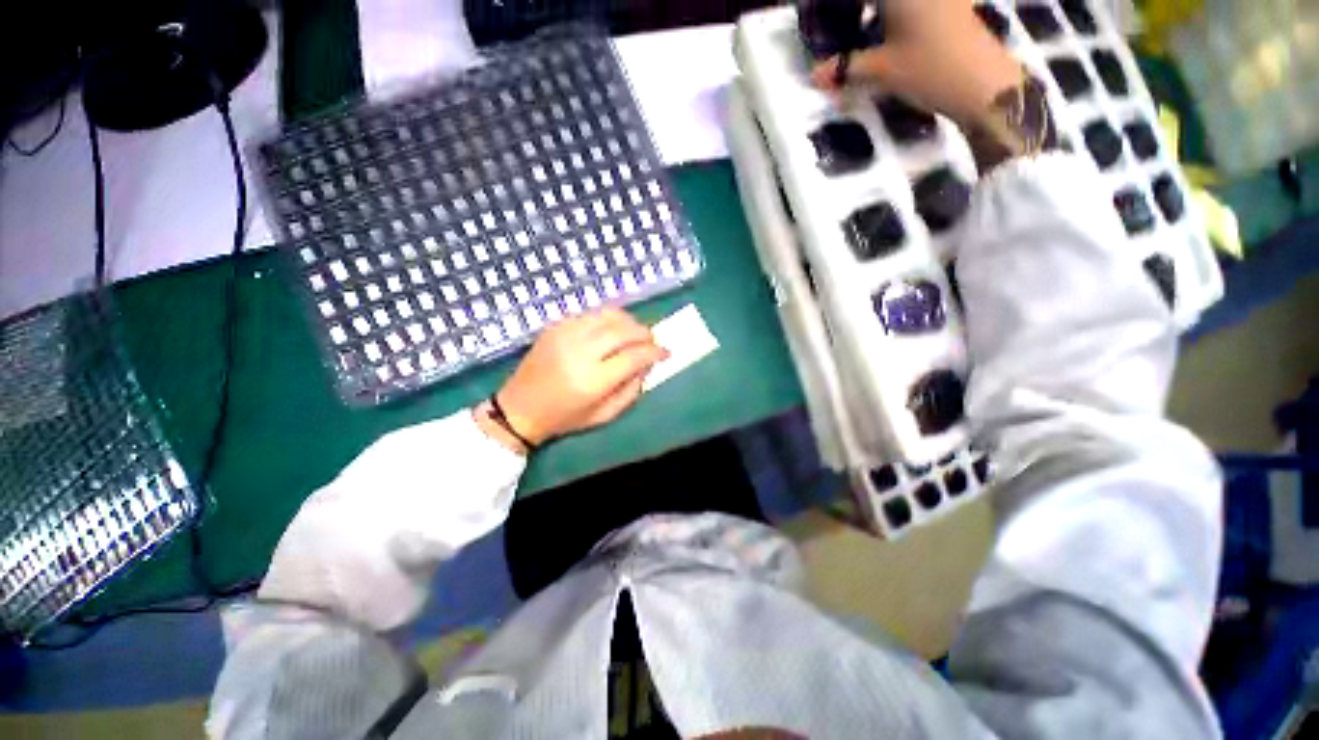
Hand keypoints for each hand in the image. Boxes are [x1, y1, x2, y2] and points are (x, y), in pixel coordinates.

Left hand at [494, 308, 667, 445]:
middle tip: (651, 340)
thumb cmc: (565, 417)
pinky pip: (591, 314)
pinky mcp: (555, 326)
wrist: (519, 407)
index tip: (665, 352)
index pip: (634, 356)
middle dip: (644, 333)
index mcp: (592, 380)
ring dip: (628, 321)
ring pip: (608, 315)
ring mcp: (565, 334)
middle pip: (623, 331)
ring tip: (635, 332)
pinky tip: (612, 330)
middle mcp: (579, 352)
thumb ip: (631, 390)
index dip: (654, 352)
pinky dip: (608, 319)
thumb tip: (647, 365)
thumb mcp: (604, 415)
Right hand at [809, 0, 1022, 124]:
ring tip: (858, 27)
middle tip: (842, 23)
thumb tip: (815, 75)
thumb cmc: (929, 69)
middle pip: (881, 0)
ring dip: (876, 12)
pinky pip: (912, 7)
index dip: (839, 7)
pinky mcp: (950, 6)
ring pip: (896, 4)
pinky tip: (885, 30)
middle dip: (856, 10)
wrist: (983, 84)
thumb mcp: (881, 70)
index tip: (819, 14)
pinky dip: (894, 14)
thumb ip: (845, 67)